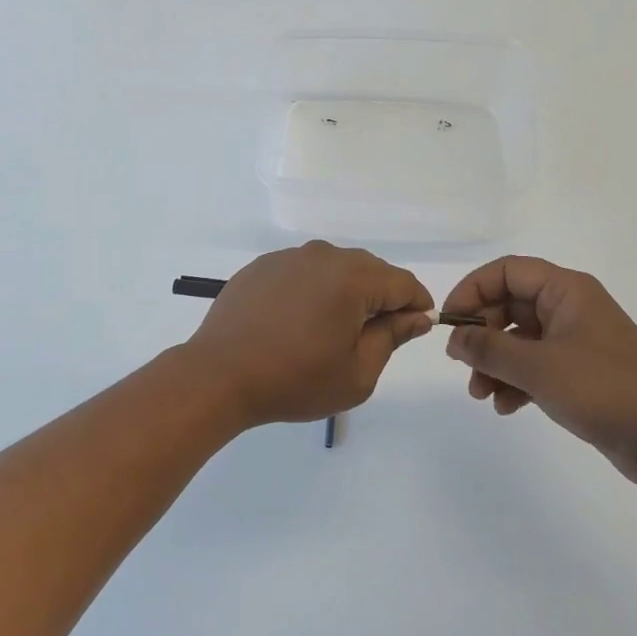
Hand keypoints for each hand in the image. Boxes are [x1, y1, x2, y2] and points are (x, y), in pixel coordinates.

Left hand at [182, 242, 433, 427]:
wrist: (219, 375)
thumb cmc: (295, 380)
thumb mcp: (357, 372)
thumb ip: (392, 337)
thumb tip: (417, 316)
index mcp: (352, 277)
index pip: (403, 283)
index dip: (416, 305)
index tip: (416, 328)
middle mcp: (323, 255)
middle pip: (370, 270)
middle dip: (381, 298)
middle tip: (374, 337)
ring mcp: (288, 257)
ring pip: (334, 268)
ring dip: (345, 292)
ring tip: (332, 330)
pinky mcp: (262, 266)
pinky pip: (302, 272)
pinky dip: (312, 290)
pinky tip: (298, 321)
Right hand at [440, 256, 636, 487]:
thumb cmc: (604, 389)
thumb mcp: (538, 367)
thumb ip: (490, 349)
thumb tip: (455, 337)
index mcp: (566, 290)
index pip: (507, 271)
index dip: (473, 290)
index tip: (451, 321)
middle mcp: (570, 308)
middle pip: (510, 306)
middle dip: (482, 335)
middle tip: (460, 363)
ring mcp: (577, 341)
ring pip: (519, 340)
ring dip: (494, 364)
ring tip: (480, 395)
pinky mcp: (581, 373)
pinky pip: (536, 366)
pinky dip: (516, 382)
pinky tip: (505, 407)